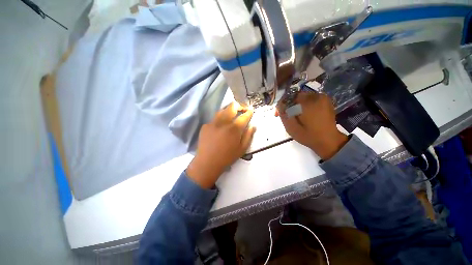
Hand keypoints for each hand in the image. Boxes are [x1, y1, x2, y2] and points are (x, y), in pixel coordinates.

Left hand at [186, 103, 255, 188]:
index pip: (244, 116)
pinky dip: (219, 120)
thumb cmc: (227, 157)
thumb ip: (249, 136)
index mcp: (234, 129)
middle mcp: (223, 122)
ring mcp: (213, 123)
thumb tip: (253, 126)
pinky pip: (214, 119)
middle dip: (239, 106)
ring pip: (222, 110)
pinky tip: (220, 127)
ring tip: (231, 115)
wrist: (207, 163)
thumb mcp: (242, 149)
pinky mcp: (205, 126)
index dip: (249, 112)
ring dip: (228, 111)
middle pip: (232, 107)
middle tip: (242, 109)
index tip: (251, 110)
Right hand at [277, 91, 347, 159]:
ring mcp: (323, 98)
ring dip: (296, 104)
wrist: (329, 141)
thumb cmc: (308, 136)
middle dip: (288, 104)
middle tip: (285, 115)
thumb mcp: (291, 127)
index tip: (278, 114)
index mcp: (308, 102)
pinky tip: (302, 114)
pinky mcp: (326, 101)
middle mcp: (316, 96)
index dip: (281, 104)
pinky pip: (310, 99)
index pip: (289, 96)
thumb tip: (279, 105)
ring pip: (303, 97)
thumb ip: (283, 114)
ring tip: (293, 115)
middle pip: (296, 96)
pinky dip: (304, 105)